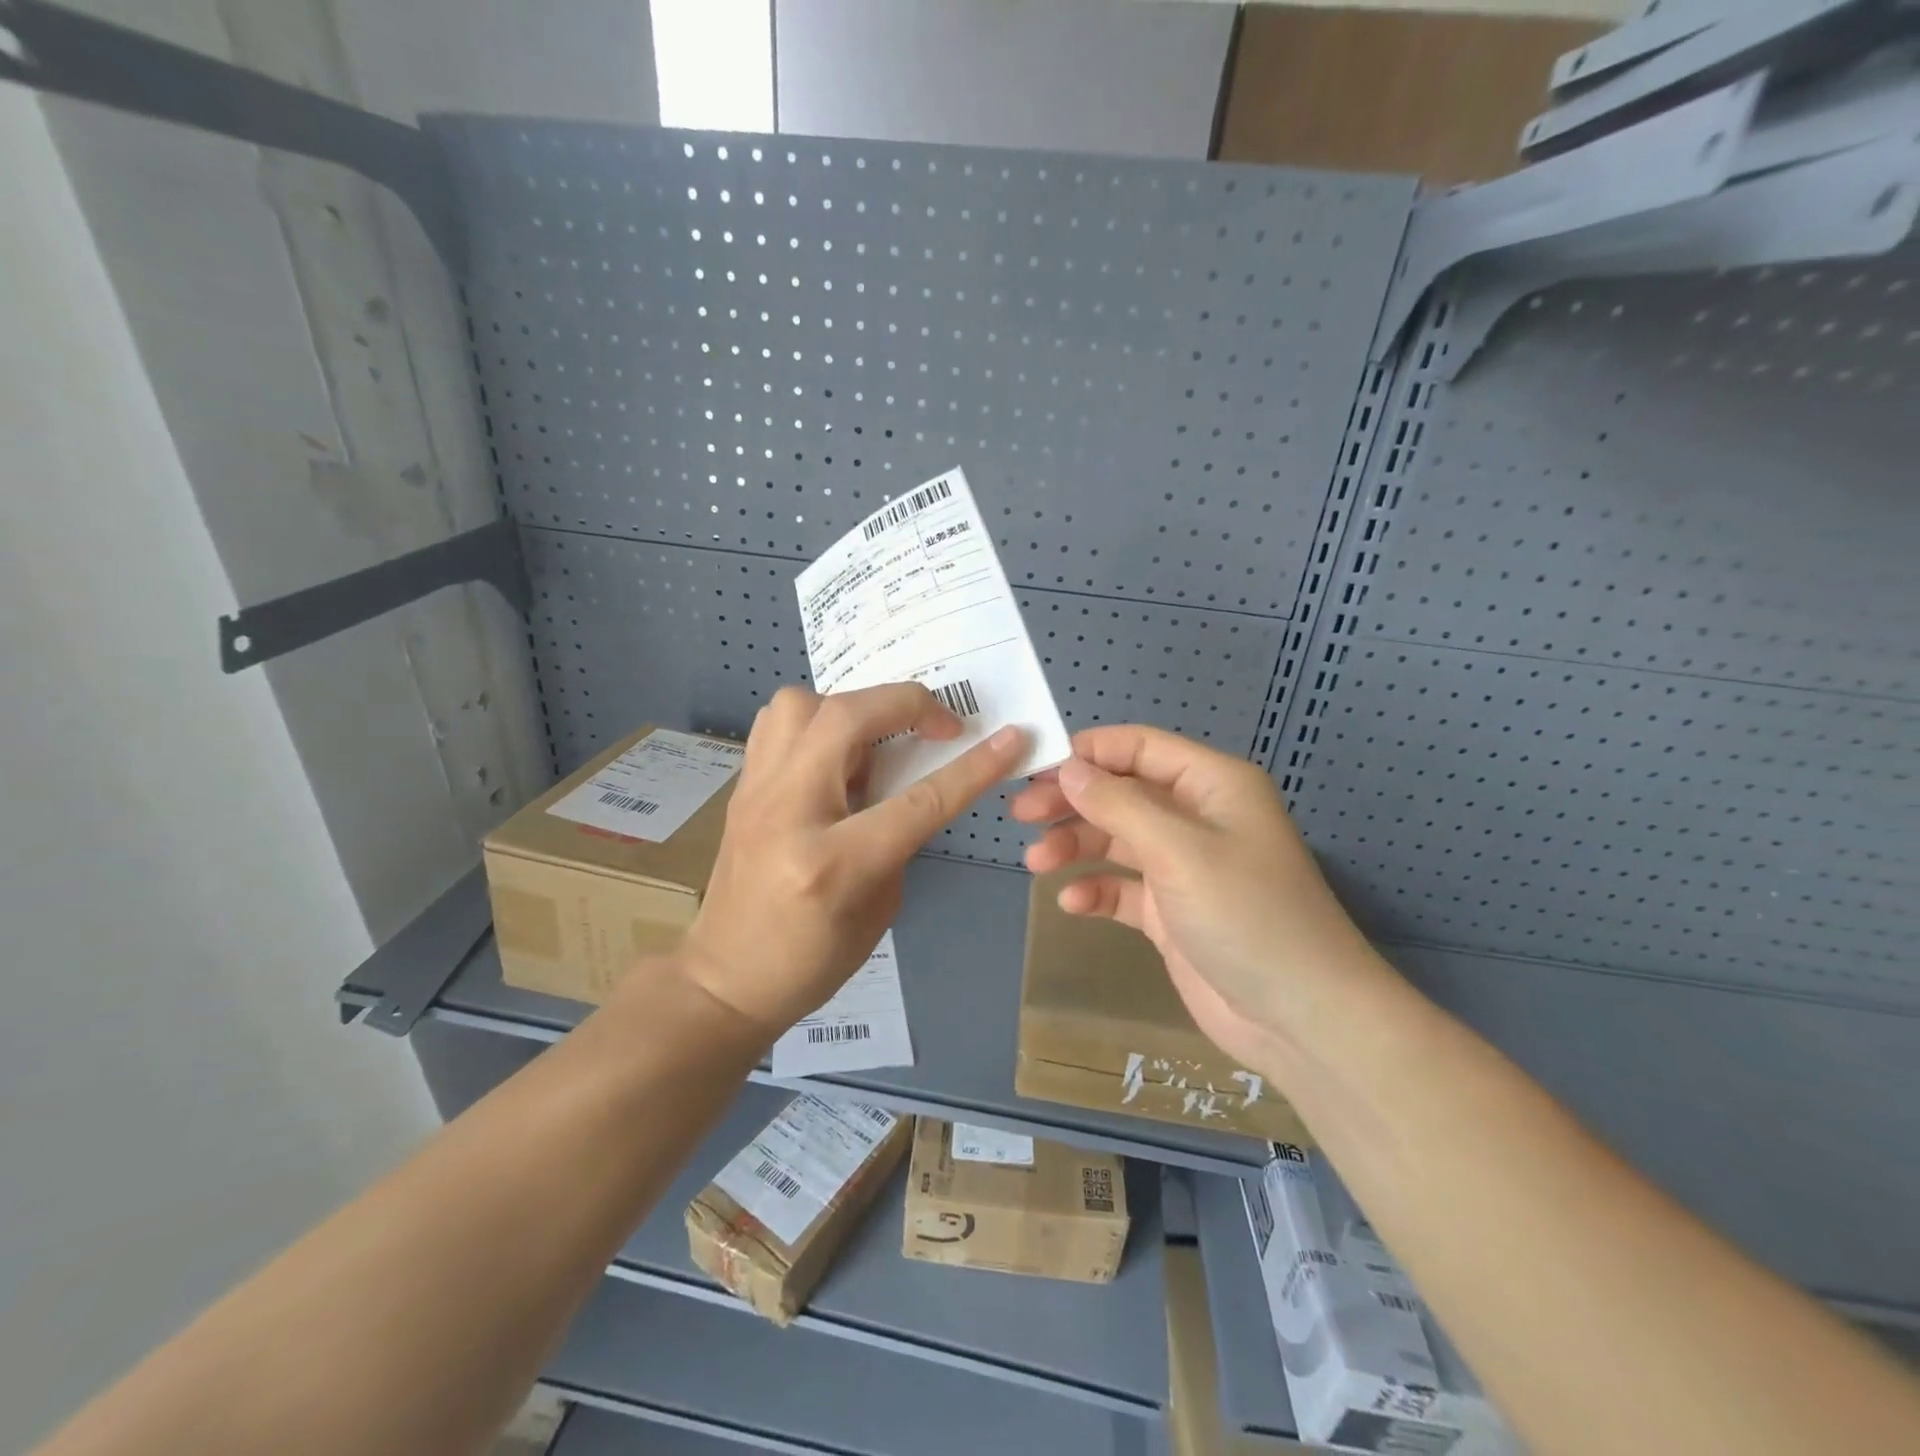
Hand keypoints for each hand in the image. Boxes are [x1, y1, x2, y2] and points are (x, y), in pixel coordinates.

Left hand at [675, 683, 1027, 1038]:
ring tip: (876, 736)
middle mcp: (788, 812)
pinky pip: (777, 724)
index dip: (972, 766)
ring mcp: (755, 793)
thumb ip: (900, 838)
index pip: (917, 800)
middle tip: (941, 725)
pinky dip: (816, 721)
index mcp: (833, 863)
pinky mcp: (741, 788)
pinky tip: (836, 752)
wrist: (725, 980)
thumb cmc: (813, 962)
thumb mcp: (881, 907)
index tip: (1011, 739)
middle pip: (848, 718)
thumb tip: (912, 784)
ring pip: (801, 704)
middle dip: (908, 703)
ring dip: (852, 705)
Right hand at [1009, 725, 1394, 1075]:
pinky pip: (1122, 888)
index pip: (1139, 748)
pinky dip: (1096, 890)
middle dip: (1071, 801)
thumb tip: (1069, 768)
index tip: (1036, 769)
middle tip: (1020, 814)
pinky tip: (1073, 903)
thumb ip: (1119, 804)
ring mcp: (1183, 867)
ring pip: (1116, 839)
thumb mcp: (1179, 850)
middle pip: (1121, 793)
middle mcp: (1196, 817)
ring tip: (1036, 862)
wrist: (1300, 1018)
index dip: (1087, 753)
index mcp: (1211, 784)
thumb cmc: (1246, 915)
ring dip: (1075, 846)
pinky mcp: (1171, 912)